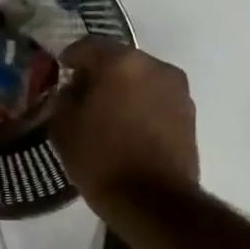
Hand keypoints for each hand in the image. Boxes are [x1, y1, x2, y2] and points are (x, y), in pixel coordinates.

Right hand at [53, 39, 199, 211]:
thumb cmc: (101, 159)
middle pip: (118, 60)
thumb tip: (74, 89)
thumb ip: (64, 98)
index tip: (60, 72)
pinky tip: (128, 128)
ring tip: (107, 114)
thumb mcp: (63, 127)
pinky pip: (156, 98)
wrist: (153, 202)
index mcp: (119, 62)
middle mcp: (153, 66)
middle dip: (99, 74)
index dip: (69, 58)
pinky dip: (141, 105)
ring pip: (140, 79)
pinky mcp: (189, 113)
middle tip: (81, 95)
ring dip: (123, 89)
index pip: (86, 46)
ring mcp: (176, 89)